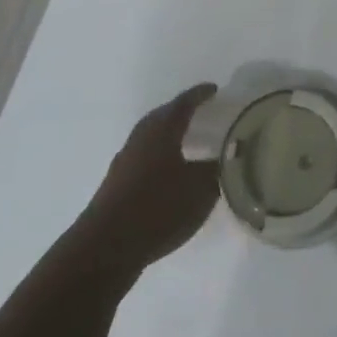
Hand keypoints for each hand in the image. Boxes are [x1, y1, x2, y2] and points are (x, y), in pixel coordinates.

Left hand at [75, 85, 219, 274]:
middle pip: (163, 116)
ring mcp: (124, 162)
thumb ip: (218, 168)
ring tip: (188, 142)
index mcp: (162, 130)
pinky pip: (143, 158)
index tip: (214, 89)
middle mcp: (140, 139)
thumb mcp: (200, 189)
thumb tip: (231, 154)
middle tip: (202, 112)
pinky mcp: (116, 185)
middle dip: (182, 112)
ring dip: (169, 135)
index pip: (184, 103)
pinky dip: (159, 157)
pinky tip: (169, 174)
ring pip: (150, 138)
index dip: (200, 94)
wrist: (105, 247)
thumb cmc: (158, 207)